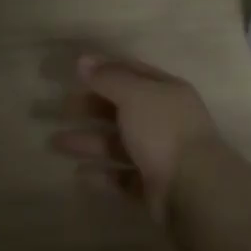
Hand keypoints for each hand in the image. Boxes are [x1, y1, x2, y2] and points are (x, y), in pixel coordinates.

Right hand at [50, 54, 223, 220]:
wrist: (194, 190)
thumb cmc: (163, 131)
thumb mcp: (134, 94)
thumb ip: (108, 78)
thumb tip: (83, 60)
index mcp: (167, 93)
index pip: (133, 73)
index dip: (105, 70)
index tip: (75, 71)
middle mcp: (165, 121)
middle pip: (122, 110)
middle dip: (91, 108)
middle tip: (62, 109)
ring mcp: (160, 155)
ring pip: (118, 144)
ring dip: (88, 141)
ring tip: (55, 143)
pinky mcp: (153, 187)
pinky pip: (122, 177)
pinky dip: (101, 175)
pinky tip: (78, 174)